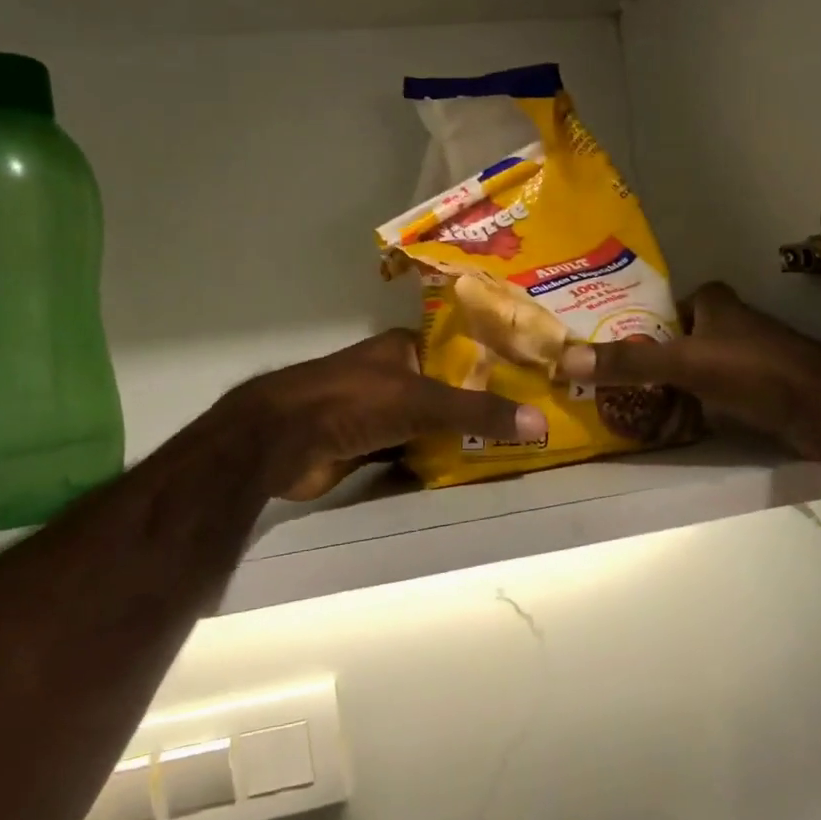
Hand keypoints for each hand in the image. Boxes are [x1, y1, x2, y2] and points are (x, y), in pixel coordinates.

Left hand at [232, 330, 546, 500]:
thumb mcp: (421, 401)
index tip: (534, 380)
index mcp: (404, 348)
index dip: (495, 364)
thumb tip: (540, 422)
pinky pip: (413, 451)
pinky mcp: (369, 446)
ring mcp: (380, 412)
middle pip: (449, 390)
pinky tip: (469, 471)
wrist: (280, 441)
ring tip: (513, 448)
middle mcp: (395, 375)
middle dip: (482, 406)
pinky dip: (435, 460)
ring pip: (431, 424)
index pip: (461, 350)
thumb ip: (478, 411)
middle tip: (531, 421)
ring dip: (460, 436)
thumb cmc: (352, 402)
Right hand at [556, 284, 820, 461]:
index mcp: (712, 302)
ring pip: (687, 369)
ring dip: (662, 385)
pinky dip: (685, 405)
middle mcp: (725, 323)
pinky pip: (704, 394)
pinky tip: (660, 421)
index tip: (598, 347)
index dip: (629, 326)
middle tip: (601, 380)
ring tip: (619, 403)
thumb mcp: (685, 362)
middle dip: (642, 359)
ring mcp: (739, 357)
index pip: (658, 309)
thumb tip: (566, 359)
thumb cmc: (753, 369)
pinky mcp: (750, 389)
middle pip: (670, 340)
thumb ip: (629, 362)